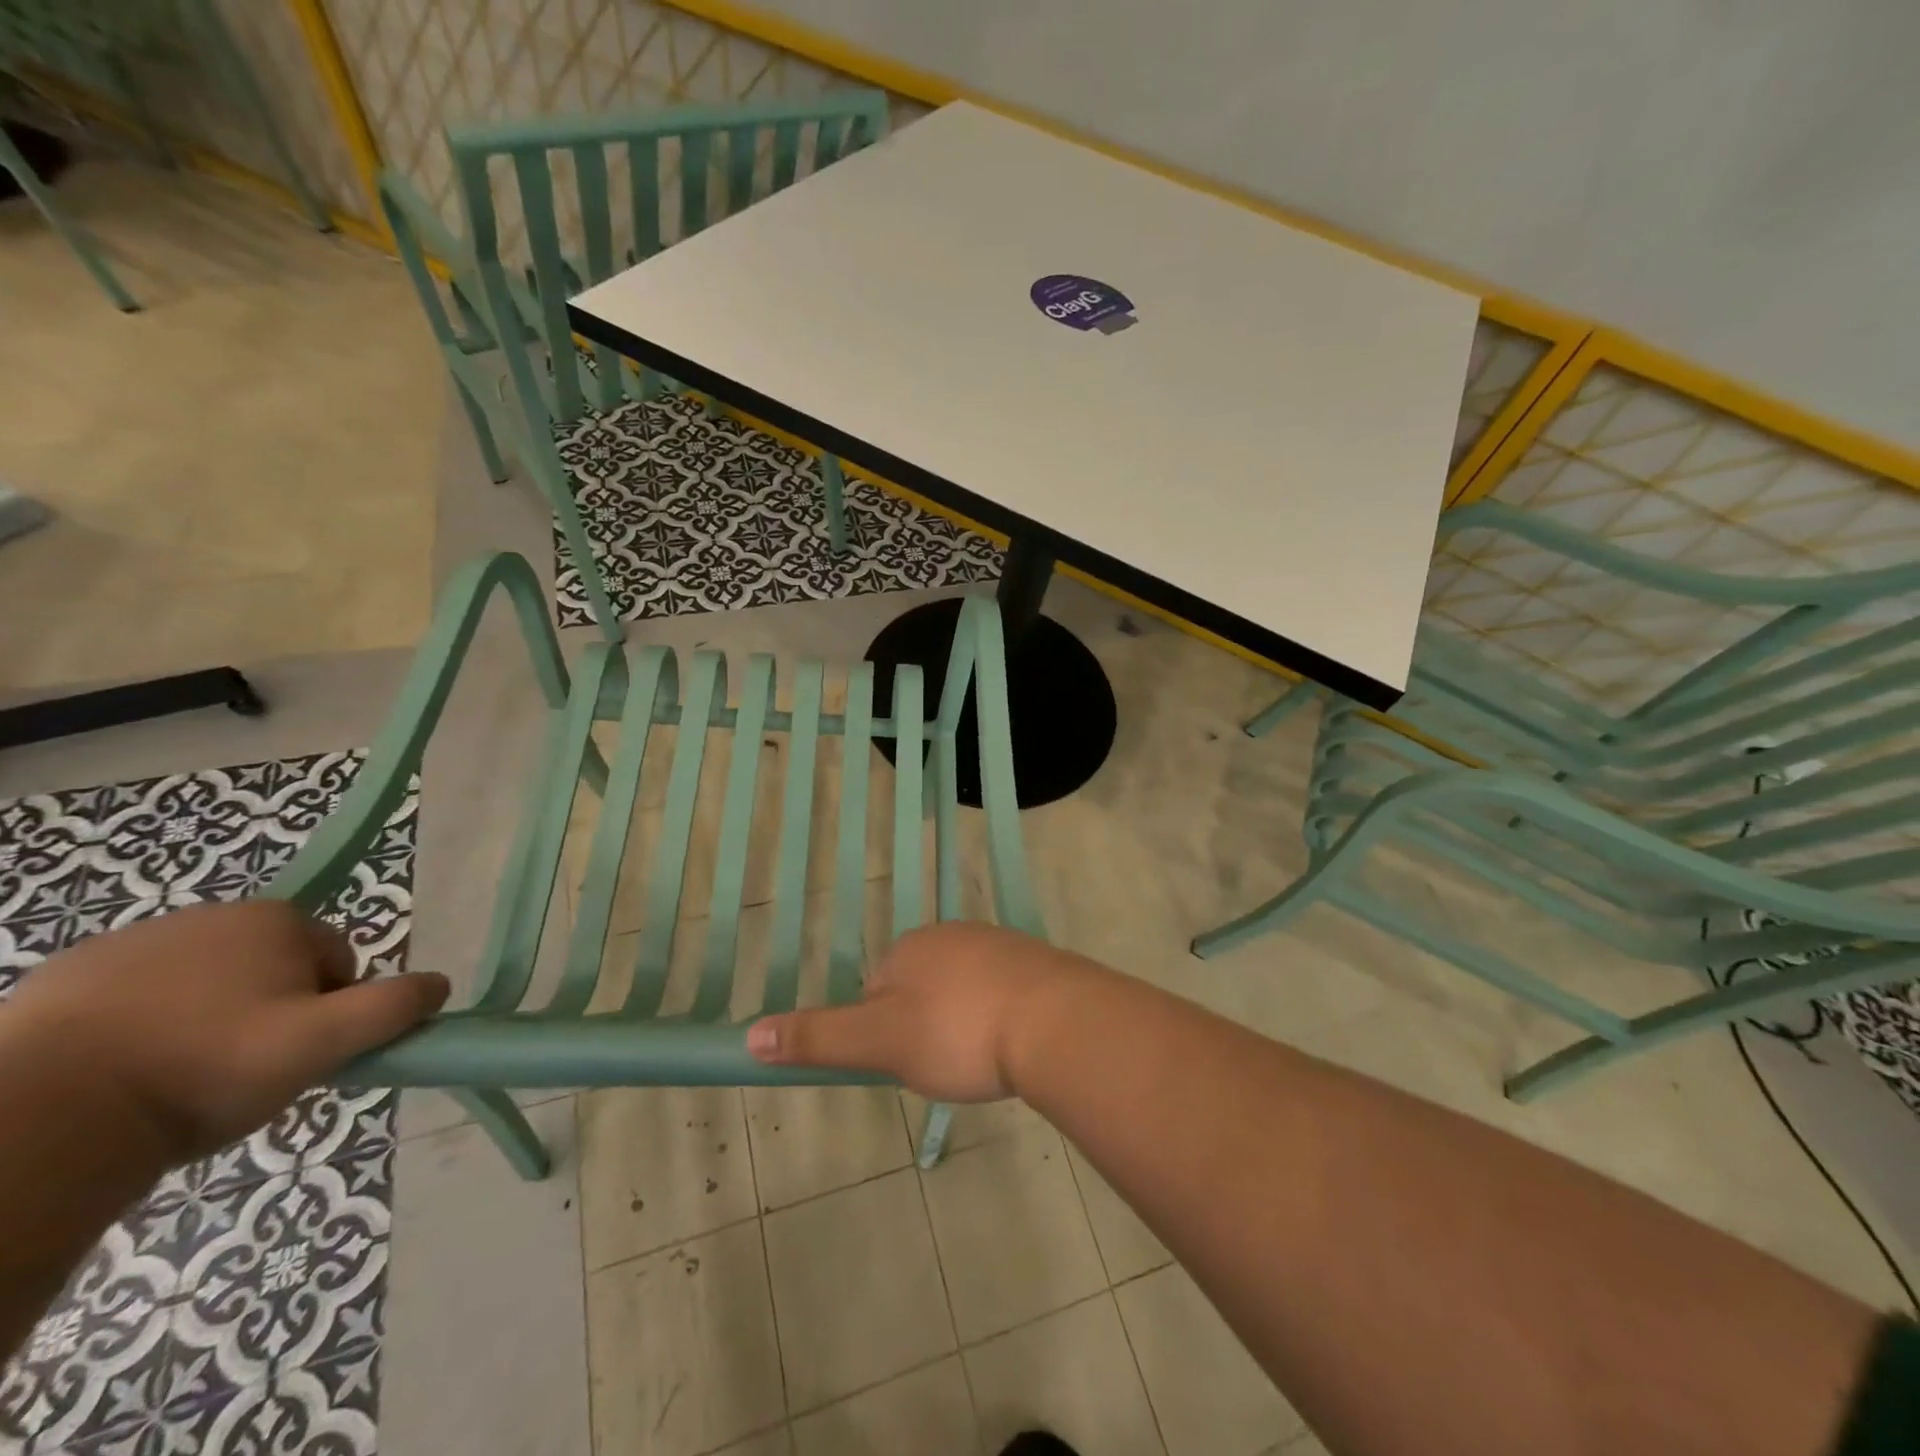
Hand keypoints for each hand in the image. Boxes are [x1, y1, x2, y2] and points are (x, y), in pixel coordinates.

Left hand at [3, 900, 448, 1165]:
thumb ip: (394, 1008)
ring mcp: (130, 942)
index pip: (336, 963)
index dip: (329, 1011)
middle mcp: (210, 915)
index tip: (296, 1054)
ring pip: (203, 984)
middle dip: (269, 1013)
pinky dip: (140, 1027)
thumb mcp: (324, 1044)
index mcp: (277, 921)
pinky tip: (123, 1073)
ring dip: (206, 1020)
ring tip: (177, 1078)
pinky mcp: (64, 978)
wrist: (39, 1115)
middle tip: (242, 1070)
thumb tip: (441, 984)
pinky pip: (133, 998)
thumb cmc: (207, 1068)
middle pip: (271, 970)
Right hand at [745, 920, 1091, 1100]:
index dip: (887, 1033)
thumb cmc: (958, 1032)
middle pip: (921, 988)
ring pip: (964, 990)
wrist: (1056, 1021)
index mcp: (909, 948)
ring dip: (965, 1023)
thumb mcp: (880, 1043)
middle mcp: (952, 934)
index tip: (911, 1061)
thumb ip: (818, 1038)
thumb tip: (749, 1034)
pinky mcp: (1037, 963)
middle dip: (927, 1027)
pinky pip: (1004, 991)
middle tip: (949, 1064)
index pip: (877, 990)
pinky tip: (1014, 1043)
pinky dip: (1001, 1016)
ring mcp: (998, 944)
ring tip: (983, 1058)